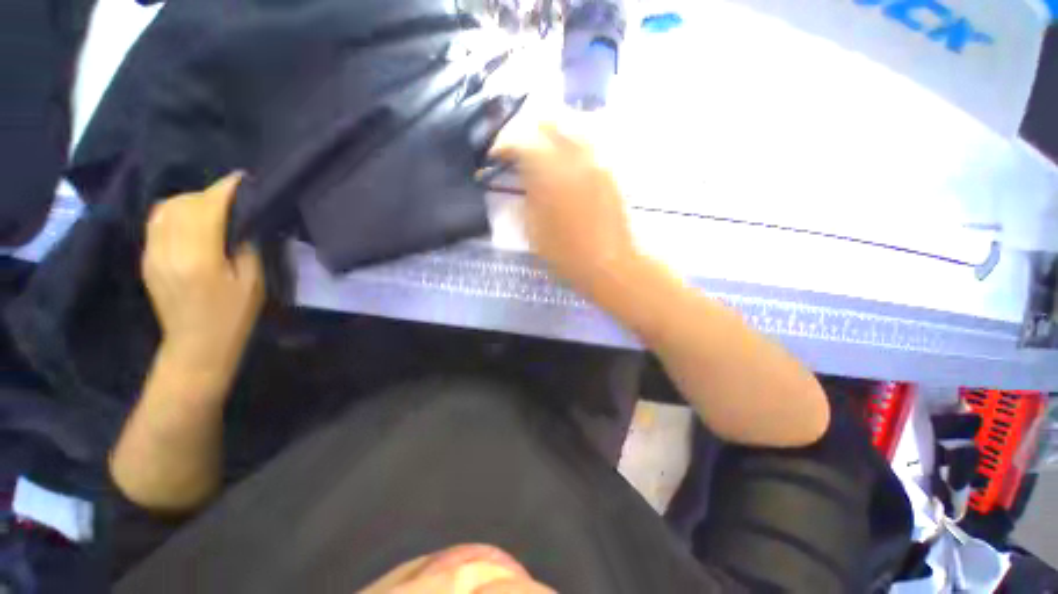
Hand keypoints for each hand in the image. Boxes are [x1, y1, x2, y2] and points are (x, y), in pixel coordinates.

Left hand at [142, 173, 263, 383]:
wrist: (196, 345)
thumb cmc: (233, 316)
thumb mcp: (252, 283)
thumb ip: (246, 248)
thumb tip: (244, 222)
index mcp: (199, 257)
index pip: (207, 208)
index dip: (225, 189)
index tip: (243, 179)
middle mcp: (169, 249)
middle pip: (183, 203)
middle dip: (209, 193)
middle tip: (233, 197)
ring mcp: (152, 253)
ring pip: (164, 208)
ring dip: (189, 200)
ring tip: (211, 205)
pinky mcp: (147, 259)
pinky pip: (156, 222)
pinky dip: (174, 212)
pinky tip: (191, 220)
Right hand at [491, 121, 637, 300]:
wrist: (610, 264)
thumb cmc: (567, 255)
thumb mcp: (533, 230)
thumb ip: (526, 194)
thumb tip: (521, 175)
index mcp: (550, 173)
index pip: (521, 141)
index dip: (503, 145)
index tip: (495, 156)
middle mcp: (576, 156)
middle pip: (549, 121)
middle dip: (528, 131)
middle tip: (519, 149)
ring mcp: (598, 159)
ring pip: (573, 125)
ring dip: (553, 133)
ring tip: (543, 150)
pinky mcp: (611, 169)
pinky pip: (591, 141)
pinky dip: (574, 142)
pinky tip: (568, 160)